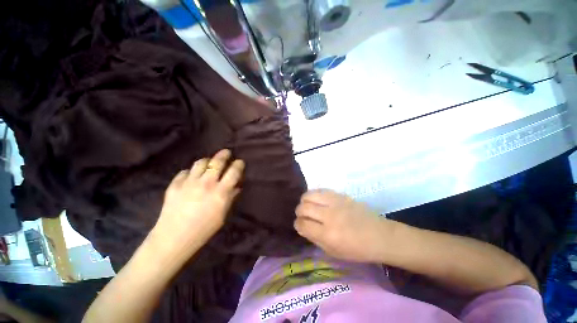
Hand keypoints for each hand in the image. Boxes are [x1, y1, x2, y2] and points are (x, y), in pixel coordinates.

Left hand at [152, 149, 244, 255]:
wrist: (174, 238)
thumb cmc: (204, 229)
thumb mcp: (222, 214)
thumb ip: (230, 197)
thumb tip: (236, 187)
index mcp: (220, 192)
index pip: (234, 172)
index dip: (239, 164)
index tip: (240, 162)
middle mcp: (206, 183)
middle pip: (217, 162)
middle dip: (224, 154)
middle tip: (227, 153)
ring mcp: (189, 182)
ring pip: (200, 163)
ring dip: (207, 161)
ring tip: (209, 163)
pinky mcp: (175, 185)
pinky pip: (185, 172)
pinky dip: (190, 172)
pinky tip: (191, 177)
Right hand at [294, 189, 388, 262]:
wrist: (380, 235)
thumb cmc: (357, 249)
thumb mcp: (333, 252)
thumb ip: (315, 239)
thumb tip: (302, 226)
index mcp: (328, 235)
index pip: (302, 224)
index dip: (297, 225)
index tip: (300, 225)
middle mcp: (329, 216)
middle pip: (303, 208)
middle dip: (299, 212)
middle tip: (303, 216)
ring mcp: (336, 203)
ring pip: (309, 195)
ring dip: (305, 201)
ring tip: (308, 205)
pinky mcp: (341, 195)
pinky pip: (321, 190)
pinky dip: (315, 195)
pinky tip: (318, 200)